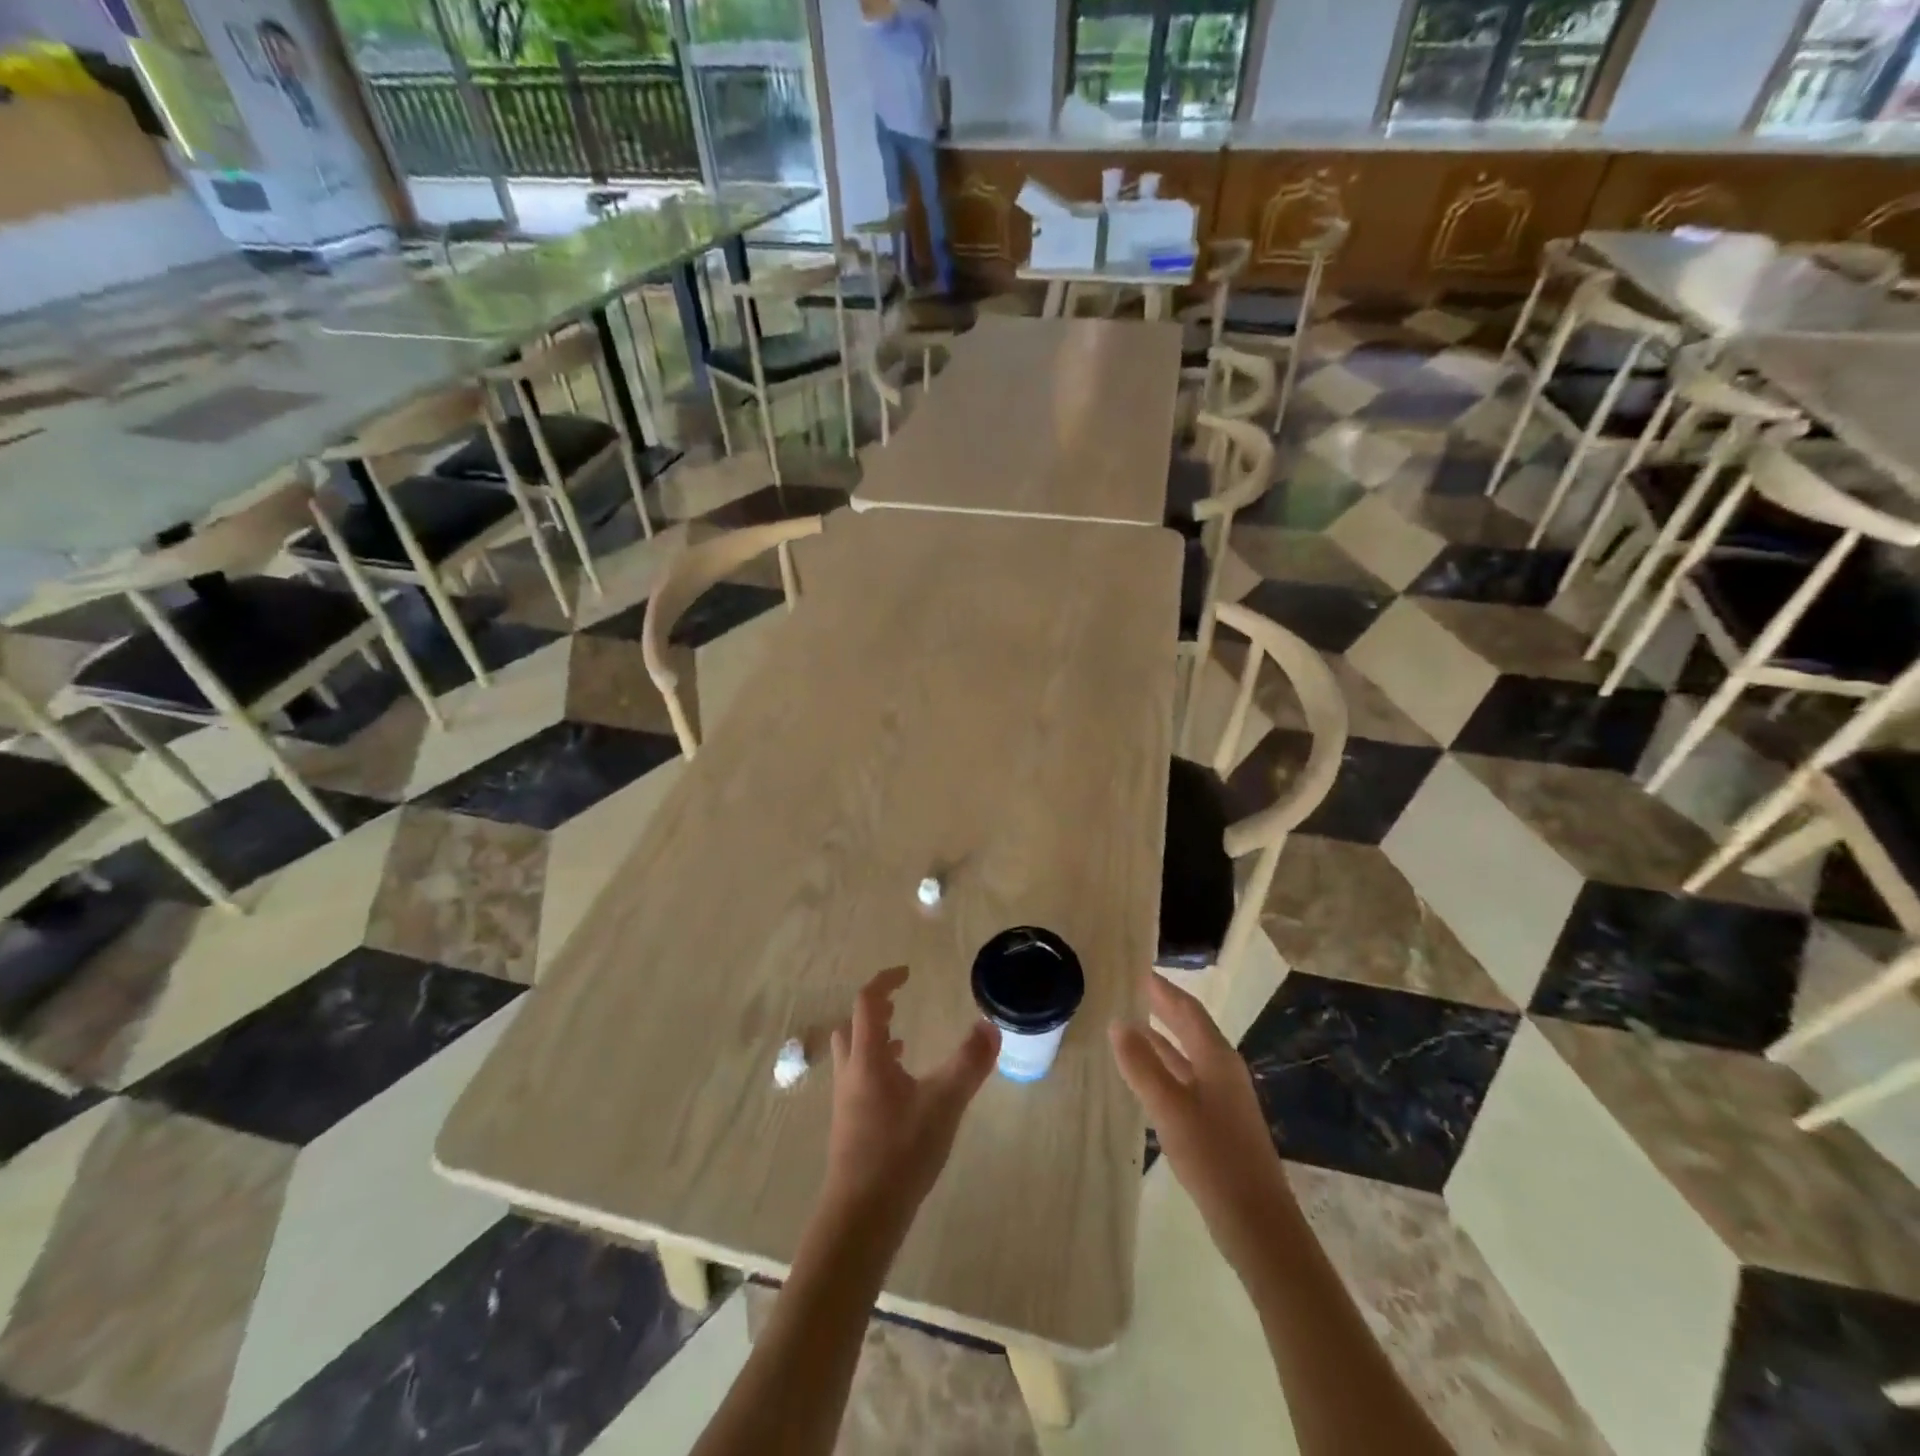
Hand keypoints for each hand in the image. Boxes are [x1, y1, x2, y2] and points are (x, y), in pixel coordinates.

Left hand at [825, 966, 998, 1224]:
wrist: (861, 1215)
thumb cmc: (901, 1151)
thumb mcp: (944, 1103)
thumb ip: (969, 1063)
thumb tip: (991, 1025)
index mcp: (868, 1058)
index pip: (867, 1003)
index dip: (885, 982)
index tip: (907, 974)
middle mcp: (851, 1074)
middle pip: (852, 1027)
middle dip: (874, 1011)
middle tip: (898, 1006)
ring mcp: (846, 1102)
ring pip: (853, 1056)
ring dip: (874, 1040)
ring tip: (903, 1041)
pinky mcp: (850, 1126)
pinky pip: (859, 1080)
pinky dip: (877, 1069)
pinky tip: (901, 1089)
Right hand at [1111, 975, 1297, 1268]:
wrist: (1257, 1222)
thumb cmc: (1213, 1156)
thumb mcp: (1169, 1107)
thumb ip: (1142, 1065)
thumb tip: (1118, 1023)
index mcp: (1217, 1058)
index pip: (1187, 1009)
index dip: (1163, 989)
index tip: (1137, 970)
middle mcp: (1223, 1069)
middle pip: (1190, 1028)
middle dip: (1163, 1008)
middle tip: (1131, 991)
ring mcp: (1224, 1097)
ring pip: (1189, 1055)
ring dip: (1162, 1038)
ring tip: (1131, 1026)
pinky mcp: (1219, 1122)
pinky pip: (1187, 1078)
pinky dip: (1166, 1067)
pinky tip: (1147, 1076)